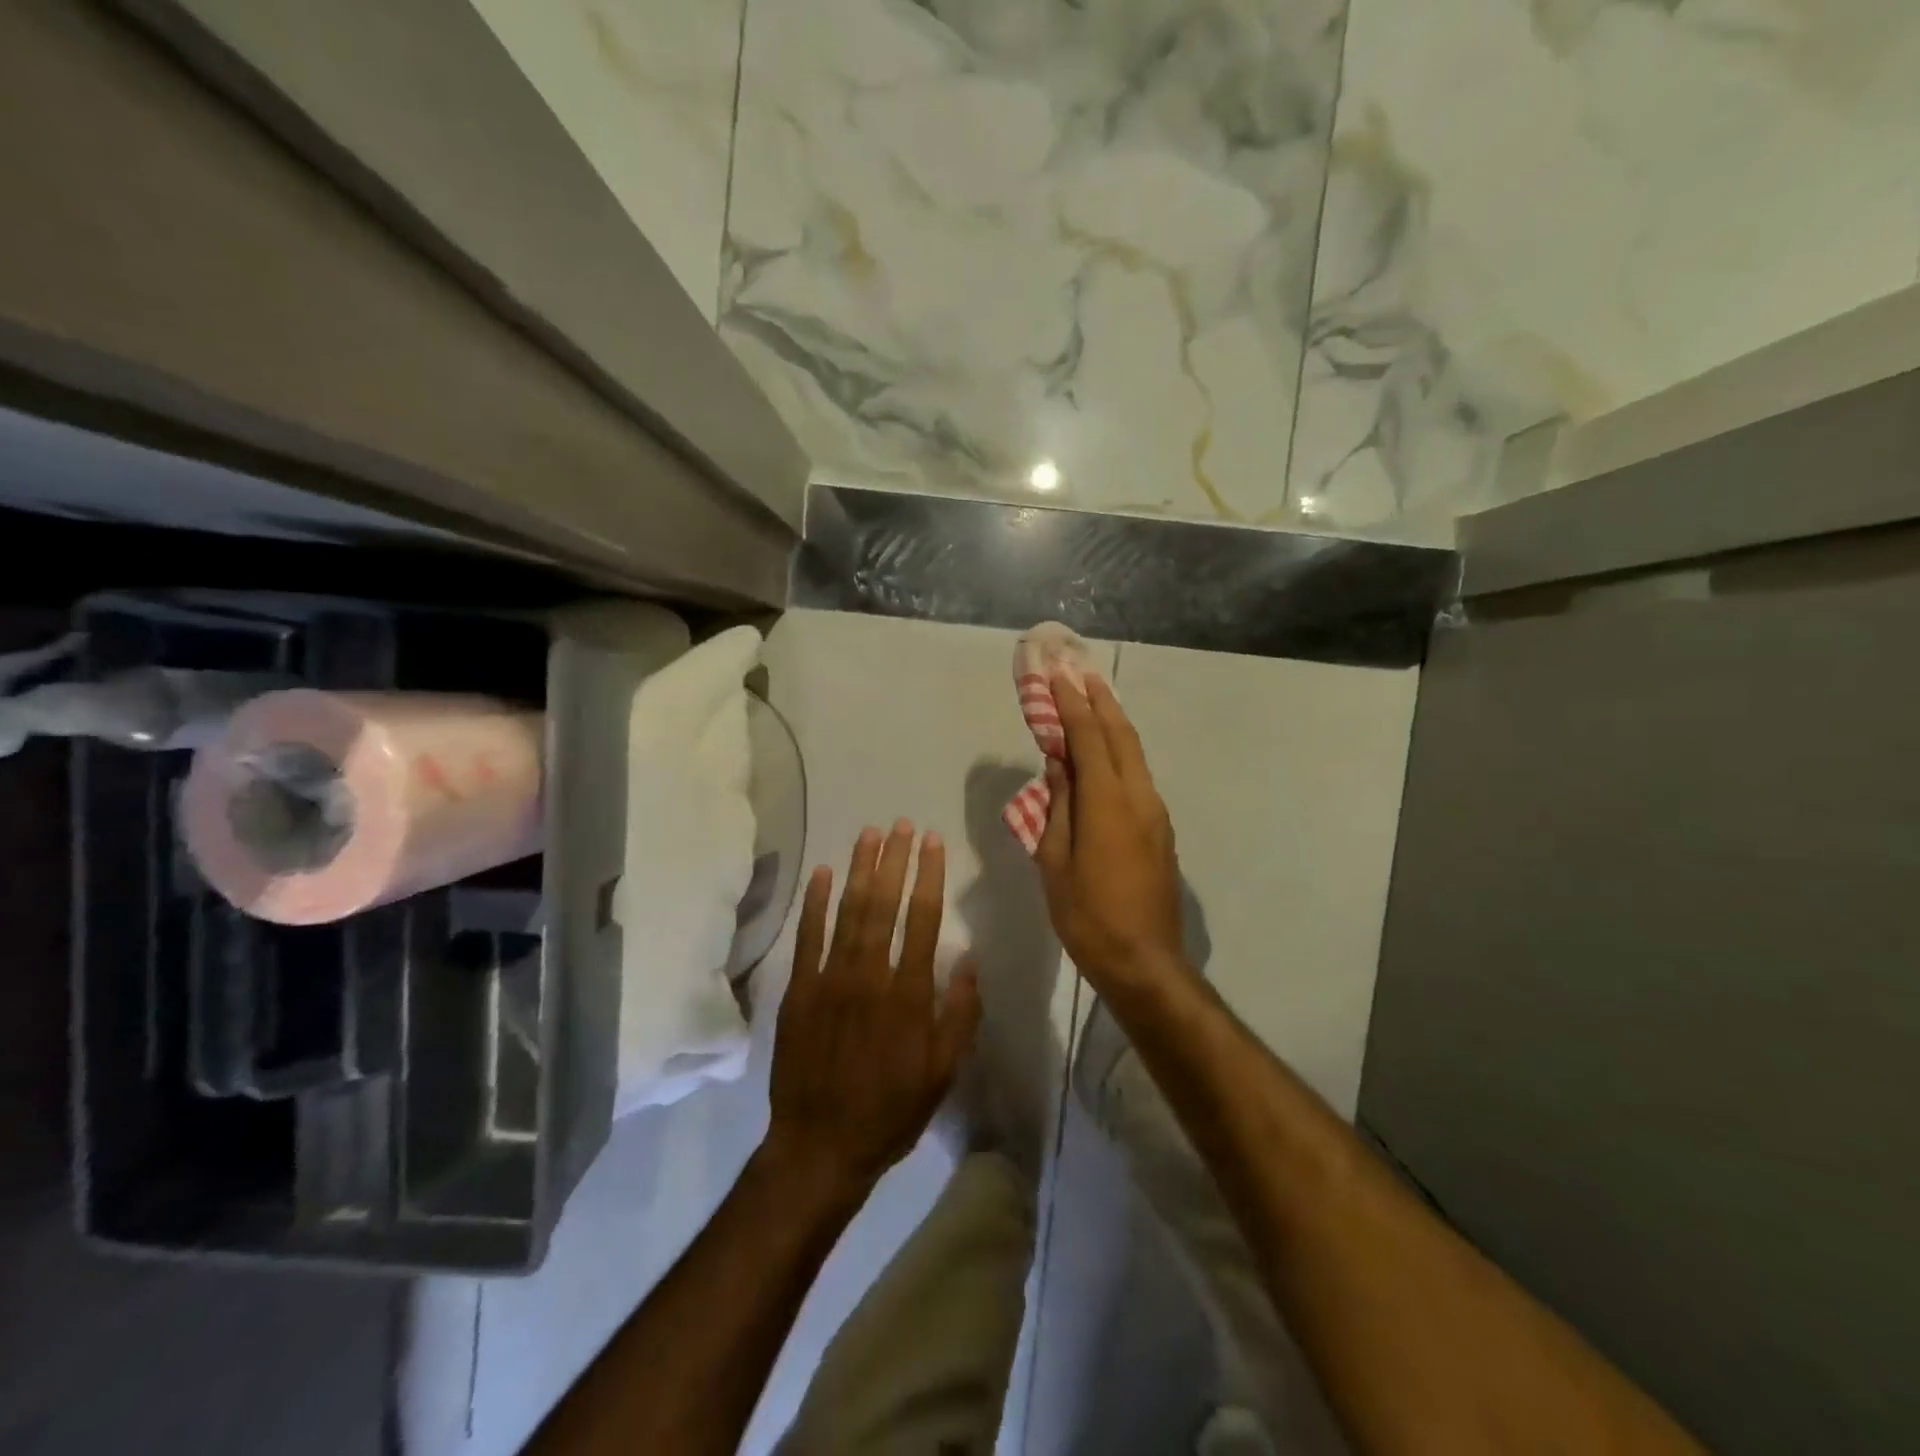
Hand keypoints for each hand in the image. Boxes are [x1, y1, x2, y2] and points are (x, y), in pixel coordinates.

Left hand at [767, 821, 980, 1197]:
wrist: (820, 1145)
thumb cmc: (890, 1111)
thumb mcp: (942, 1073)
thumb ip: (959, 1014)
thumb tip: (969, 959)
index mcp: (908, 995)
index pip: (923, 920)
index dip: (929, 876)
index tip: (933, 842)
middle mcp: (869, 976)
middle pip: (884, 905)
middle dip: (894, 860)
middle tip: (901, 824)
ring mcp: (829, 980)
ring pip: (847, 912)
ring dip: (859, 869)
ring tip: (869, 834)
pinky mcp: (799, 990)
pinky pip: (808, 937)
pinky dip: (814, 902)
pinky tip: (821, 872)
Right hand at [1037, 671, 1185, 986]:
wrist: (1145, 961)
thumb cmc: (1089, 916)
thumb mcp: (1057, 862)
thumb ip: (1057, 808)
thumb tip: (1058, 766)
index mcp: (1108, 804)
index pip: (1089, 739)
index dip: (1071, 705)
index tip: (1057, 676)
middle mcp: (1139, 797)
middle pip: (1121, 735)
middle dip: (1099, 700)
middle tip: (1079, 672)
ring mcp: (1156, 813)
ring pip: (1134, 753)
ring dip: (1113, 722)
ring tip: (1093, 698)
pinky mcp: (1160, 829)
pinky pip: (1138, 775)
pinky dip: (1120, 751)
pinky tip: (1105, 751)